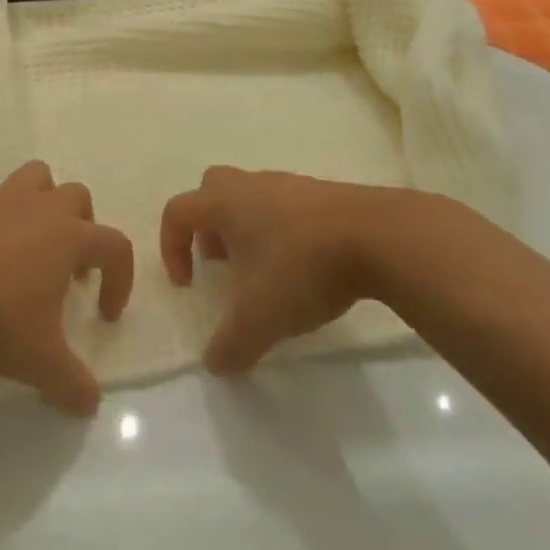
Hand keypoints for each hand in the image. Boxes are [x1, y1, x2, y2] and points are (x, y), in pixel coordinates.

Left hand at [0, 161, 133, 414]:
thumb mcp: (37, 361)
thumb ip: (70, 383)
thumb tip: (90, 404)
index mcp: (67, 237)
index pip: (115, 246)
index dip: (120, 278)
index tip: (105, 315)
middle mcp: (37, 209)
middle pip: (77, 196)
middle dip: (83, 226)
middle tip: (70, 268)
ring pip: (32, 177)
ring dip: (40, 201)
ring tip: (29, 240)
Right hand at [161, 167, 485, 373]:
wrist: (378, 236)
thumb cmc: (302, 267)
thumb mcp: (260, 318)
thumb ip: (230, 345)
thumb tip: (215, 364)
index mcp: (225, 203)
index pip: (178, 211)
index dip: (171, 246)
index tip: (188, 283)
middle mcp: (252, 185)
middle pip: (212, 190)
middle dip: (208, 226)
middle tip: (221, 263)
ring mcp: (291, 185)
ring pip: (252, 197)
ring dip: (247, 229)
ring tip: (265, 271)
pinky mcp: (325, 194)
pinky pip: (288, 206)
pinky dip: (283, 231)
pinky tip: (303, 266)